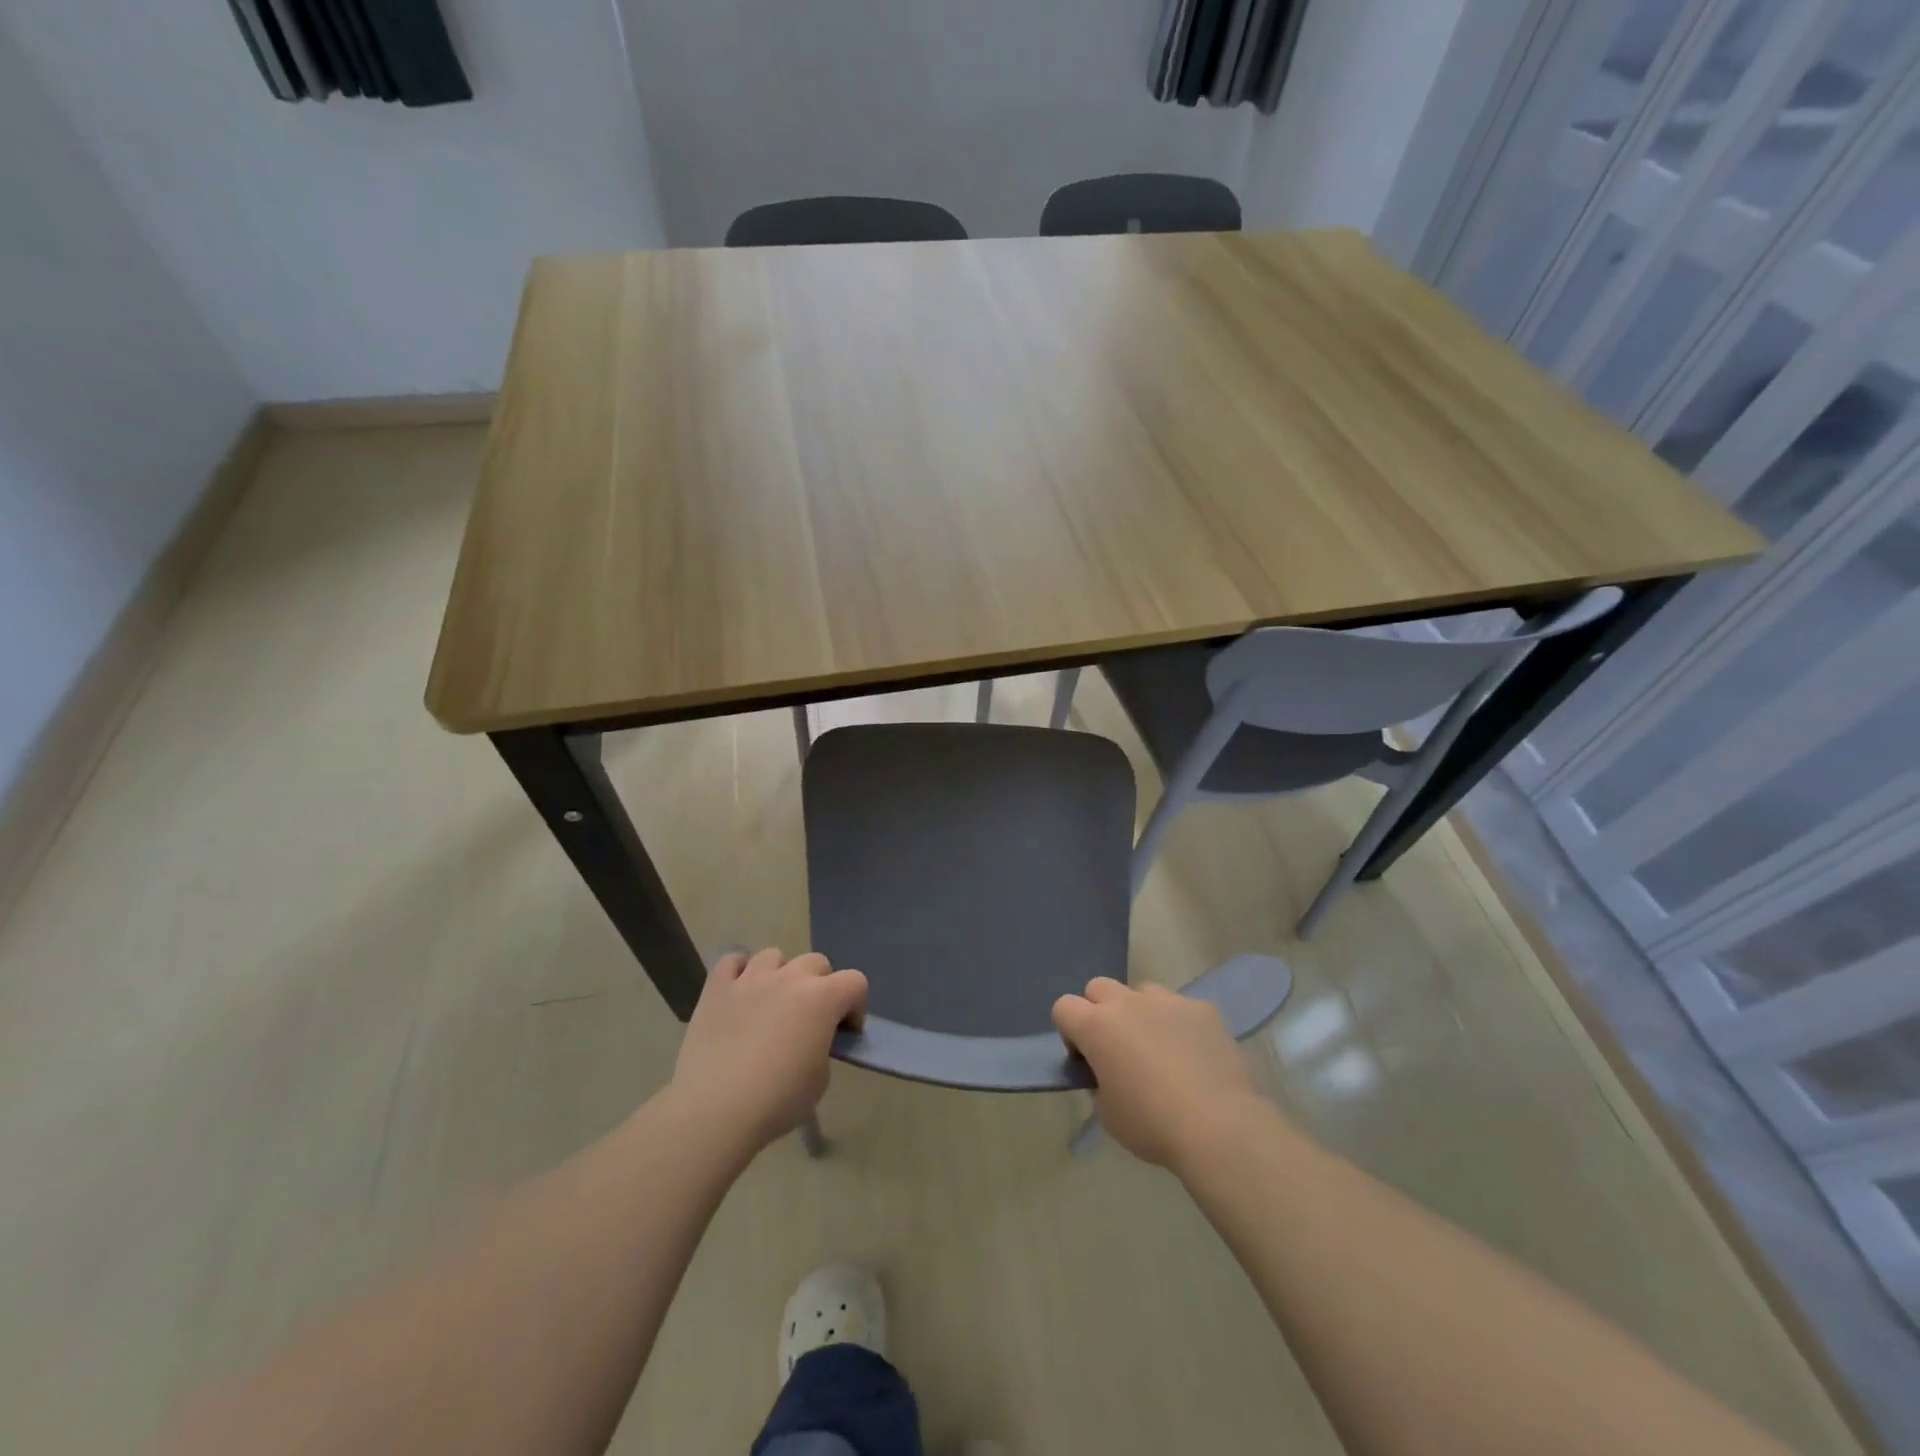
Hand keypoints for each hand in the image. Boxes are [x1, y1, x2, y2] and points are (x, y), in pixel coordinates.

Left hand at [668, 949, 867, 1152]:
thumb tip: (812, 1039)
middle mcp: (790, 977)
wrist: (715, 1111)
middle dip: (820, 986)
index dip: (855, 1006)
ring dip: (780, 975)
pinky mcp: (717, 987)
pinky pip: (732, 961)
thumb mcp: (820, 1079)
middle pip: (817, 962)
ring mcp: (751, 978)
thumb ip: (823, 1046)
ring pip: (774, 956)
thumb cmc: (777, 1100)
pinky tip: (738, 993)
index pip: (855, 982)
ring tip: (770, 1004)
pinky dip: (739, 972)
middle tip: (808, 1020)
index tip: (844, 1032)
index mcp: (823, 998)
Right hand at [1053, 977, 1261, 1167]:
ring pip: (1142, 992)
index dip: (1070, 1031)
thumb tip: (1109, 1073)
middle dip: (1101, 1011)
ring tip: (1160, 1049)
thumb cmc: (1152, 1125)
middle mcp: (1127, 1003)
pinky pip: (1181, 1008)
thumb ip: (1099, 1082)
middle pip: (1099, 988)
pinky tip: (1195, 1056)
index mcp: (1096, 1027)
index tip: (1086, 1059)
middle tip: (1118, 1049)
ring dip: (1141, 1013)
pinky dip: (1179, 1025)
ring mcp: (1168, 1001)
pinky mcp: (1202, 1009)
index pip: (1064, 1007)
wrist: (1219, 1127)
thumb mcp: (1108, 1114)